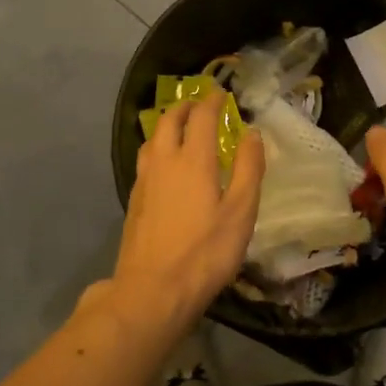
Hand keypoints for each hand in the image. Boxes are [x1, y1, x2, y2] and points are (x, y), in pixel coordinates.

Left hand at [113, 92, 264, 325]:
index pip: (201, 116)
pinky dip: (157, 148)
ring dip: (167, 125)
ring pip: (153, 139)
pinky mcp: (134, 201)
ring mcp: (144, 181)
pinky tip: (164, 165)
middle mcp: (164, 161)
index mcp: (193, 159)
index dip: (212, 101)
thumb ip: (248, 168)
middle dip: (185, 106)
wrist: (152, 292)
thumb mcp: (241, 212)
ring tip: (180, 128)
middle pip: (170, 120)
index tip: (221, 94)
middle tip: (200, 104)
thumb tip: (252, 133)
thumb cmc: (204, 252)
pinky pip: (145, 159)